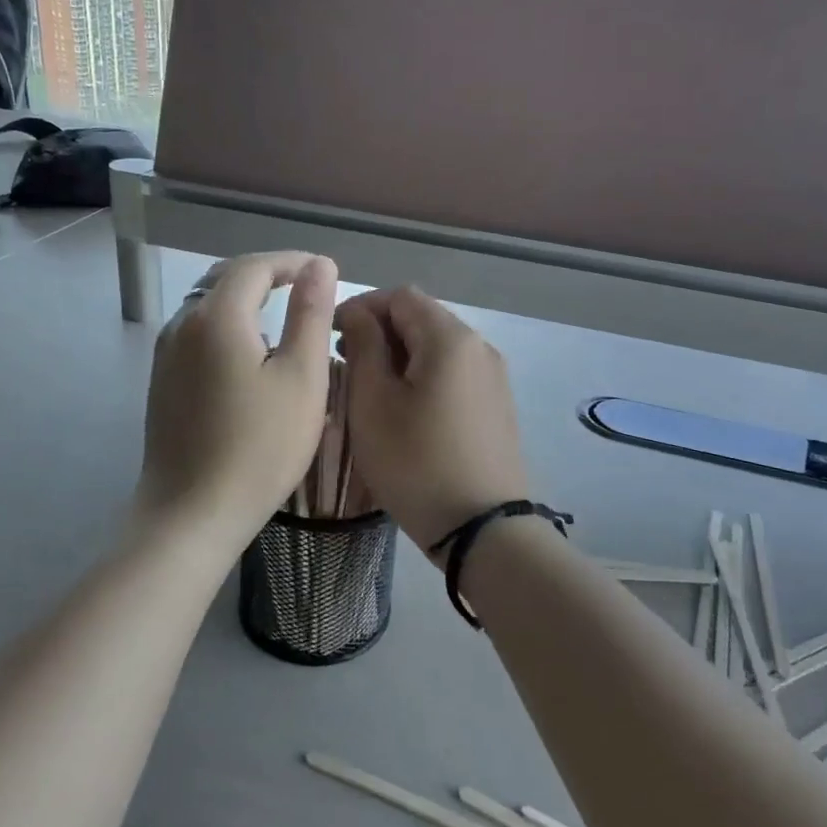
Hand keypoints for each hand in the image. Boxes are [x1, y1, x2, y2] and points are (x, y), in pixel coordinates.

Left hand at [135, 252, 339, 553]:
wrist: (192, 513)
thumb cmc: (260, 447)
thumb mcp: (301, 378)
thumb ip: (310, 314)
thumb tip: (319, 266)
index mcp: (216, 317)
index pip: (255, 266)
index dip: (292, 261)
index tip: (324, 272)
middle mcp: (182, 325)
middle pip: (225, 280)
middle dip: (267, 276)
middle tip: (305, 289)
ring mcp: (165, 355)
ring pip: (207, 308)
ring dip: (245, 302)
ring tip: (283, 320)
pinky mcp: (161, 383)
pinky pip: (197, 335)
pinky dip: (227, 328)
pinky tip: (248, 356)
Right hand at [335, 287, 530, 557]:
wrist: (482, 529)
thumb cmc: (416, 462)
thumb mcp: (374, 403)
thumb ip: (364, 347)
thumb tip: (359, 315)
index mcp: (450, 338)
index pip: (400, 296)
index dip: (361, 307)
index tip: (330, 335)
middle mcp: (479, 347)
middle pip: (422, 318)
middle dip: (380, 331)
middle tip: (344, 362)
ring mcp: (493, 377)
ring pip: (437, 347)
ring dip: (400, 355)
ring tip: (369, 388)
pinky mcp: (496, 406)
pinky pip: (453, 373)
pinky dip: (423, 376)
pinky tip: (403, 408)